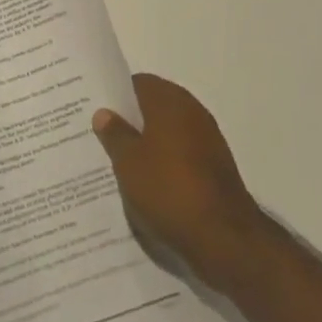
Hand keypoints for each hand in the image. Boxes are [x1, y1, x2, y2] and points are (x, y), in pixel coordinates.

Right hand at [93, 73, 262, 292]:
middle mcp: (192, 112)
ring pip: (168, 132)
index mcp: (170, 101)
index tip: (96, 108)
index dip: (116, 94)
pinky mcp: (216, 168)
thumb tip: (104, 112)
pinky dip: (166, 162)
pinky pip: (182, 154)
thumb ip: (114, 134)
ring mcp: (208, 140)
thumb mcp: (128, 162)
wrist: (225, 238)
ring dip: (148, 143)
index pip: (138, 83)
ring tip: (121, 162)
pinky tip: (148, 182)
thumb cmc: (169, 189)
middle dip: (131, 120)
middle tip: (103, 135)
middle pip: (154, 107)